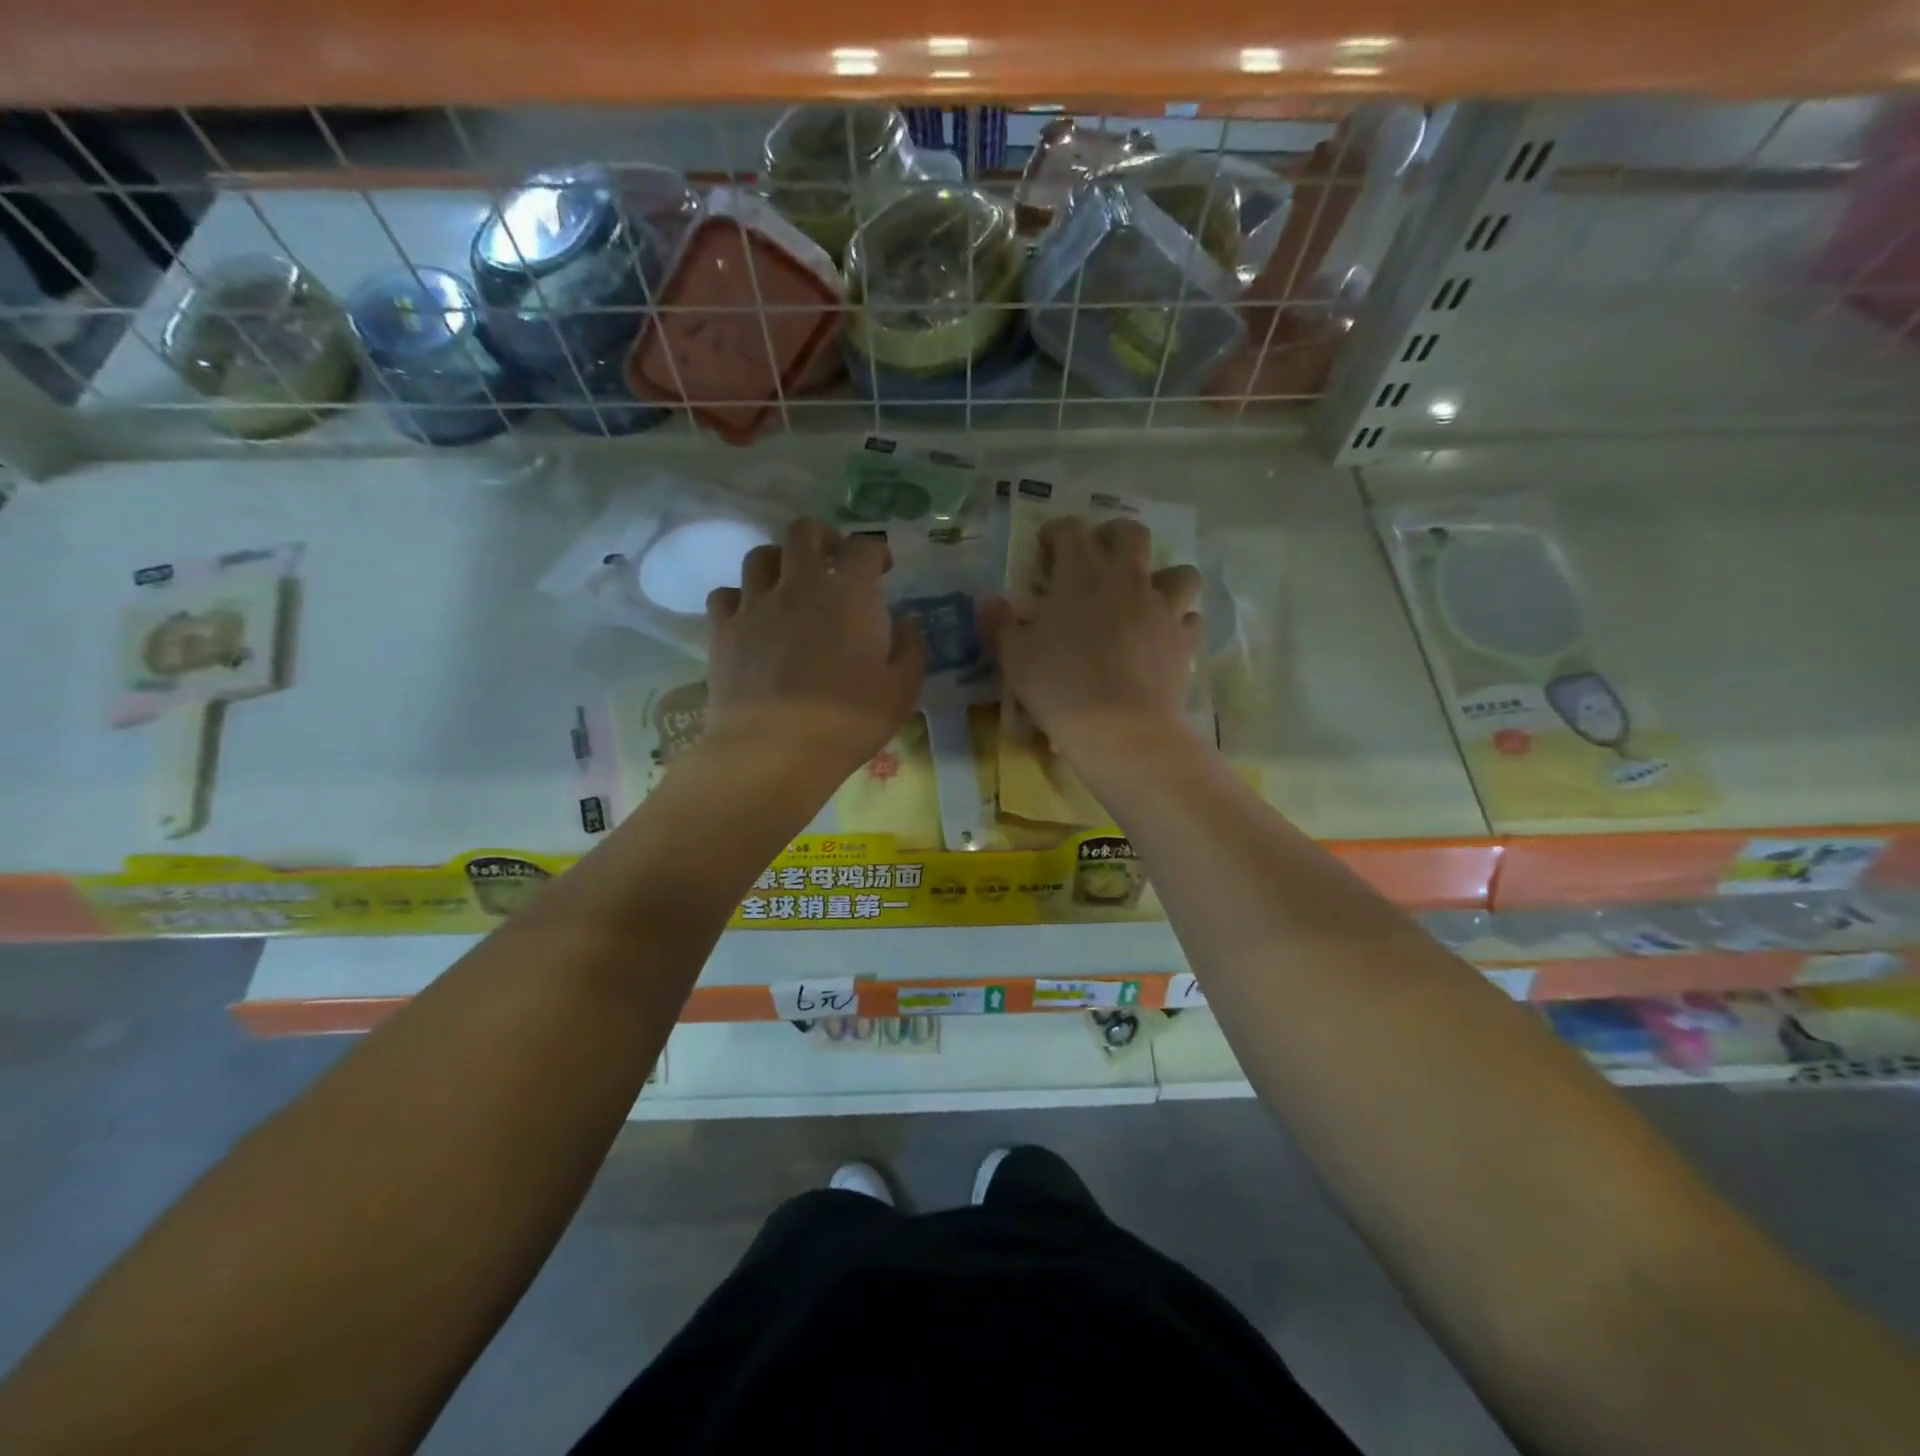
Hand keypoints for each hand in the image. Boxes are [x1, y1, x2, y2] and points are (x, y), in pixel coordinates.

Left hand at [704, 518, 924, 777]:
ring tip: (789, 585)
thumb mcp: (902, 690)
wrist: (774, 751)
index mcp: (849, 595)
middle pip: (803, 531)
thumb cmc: (848, 722)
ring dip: (780, 562)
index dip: (876, 551)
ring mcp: (755, 605)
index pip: (863, 548)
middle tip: (832, 559)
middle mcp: (799, 585)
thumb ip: (911, 648)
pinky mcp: (722, 630)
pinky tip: (752, 617)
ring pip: (760, 556)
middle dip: (822, 537)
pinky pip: (726, 595)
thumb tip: (905, 622)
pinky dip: (741, 598)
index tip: (883, 568)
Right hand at [988, 516, 1204, 760]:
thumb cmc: (1060, 686)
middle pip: (1131, 534)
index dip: (1056, 532)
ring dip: (1162, 577)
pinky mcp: (1185, 640)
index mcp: (1081, 574)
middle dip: (1113, 536)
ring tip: (1144, 597)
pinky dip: (1178, 623)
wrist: (1119, 728)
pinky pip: (1190, 619)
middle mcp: (1127, 579)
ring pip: (1179, 572)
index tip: (1045, 548)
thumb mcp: (1015, 656)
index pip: (1070, 530)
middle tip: (1097, 558)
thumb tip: (990, 601)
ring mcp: (1163, 608)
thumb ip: (1002, 623)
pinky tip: (1164, 637)